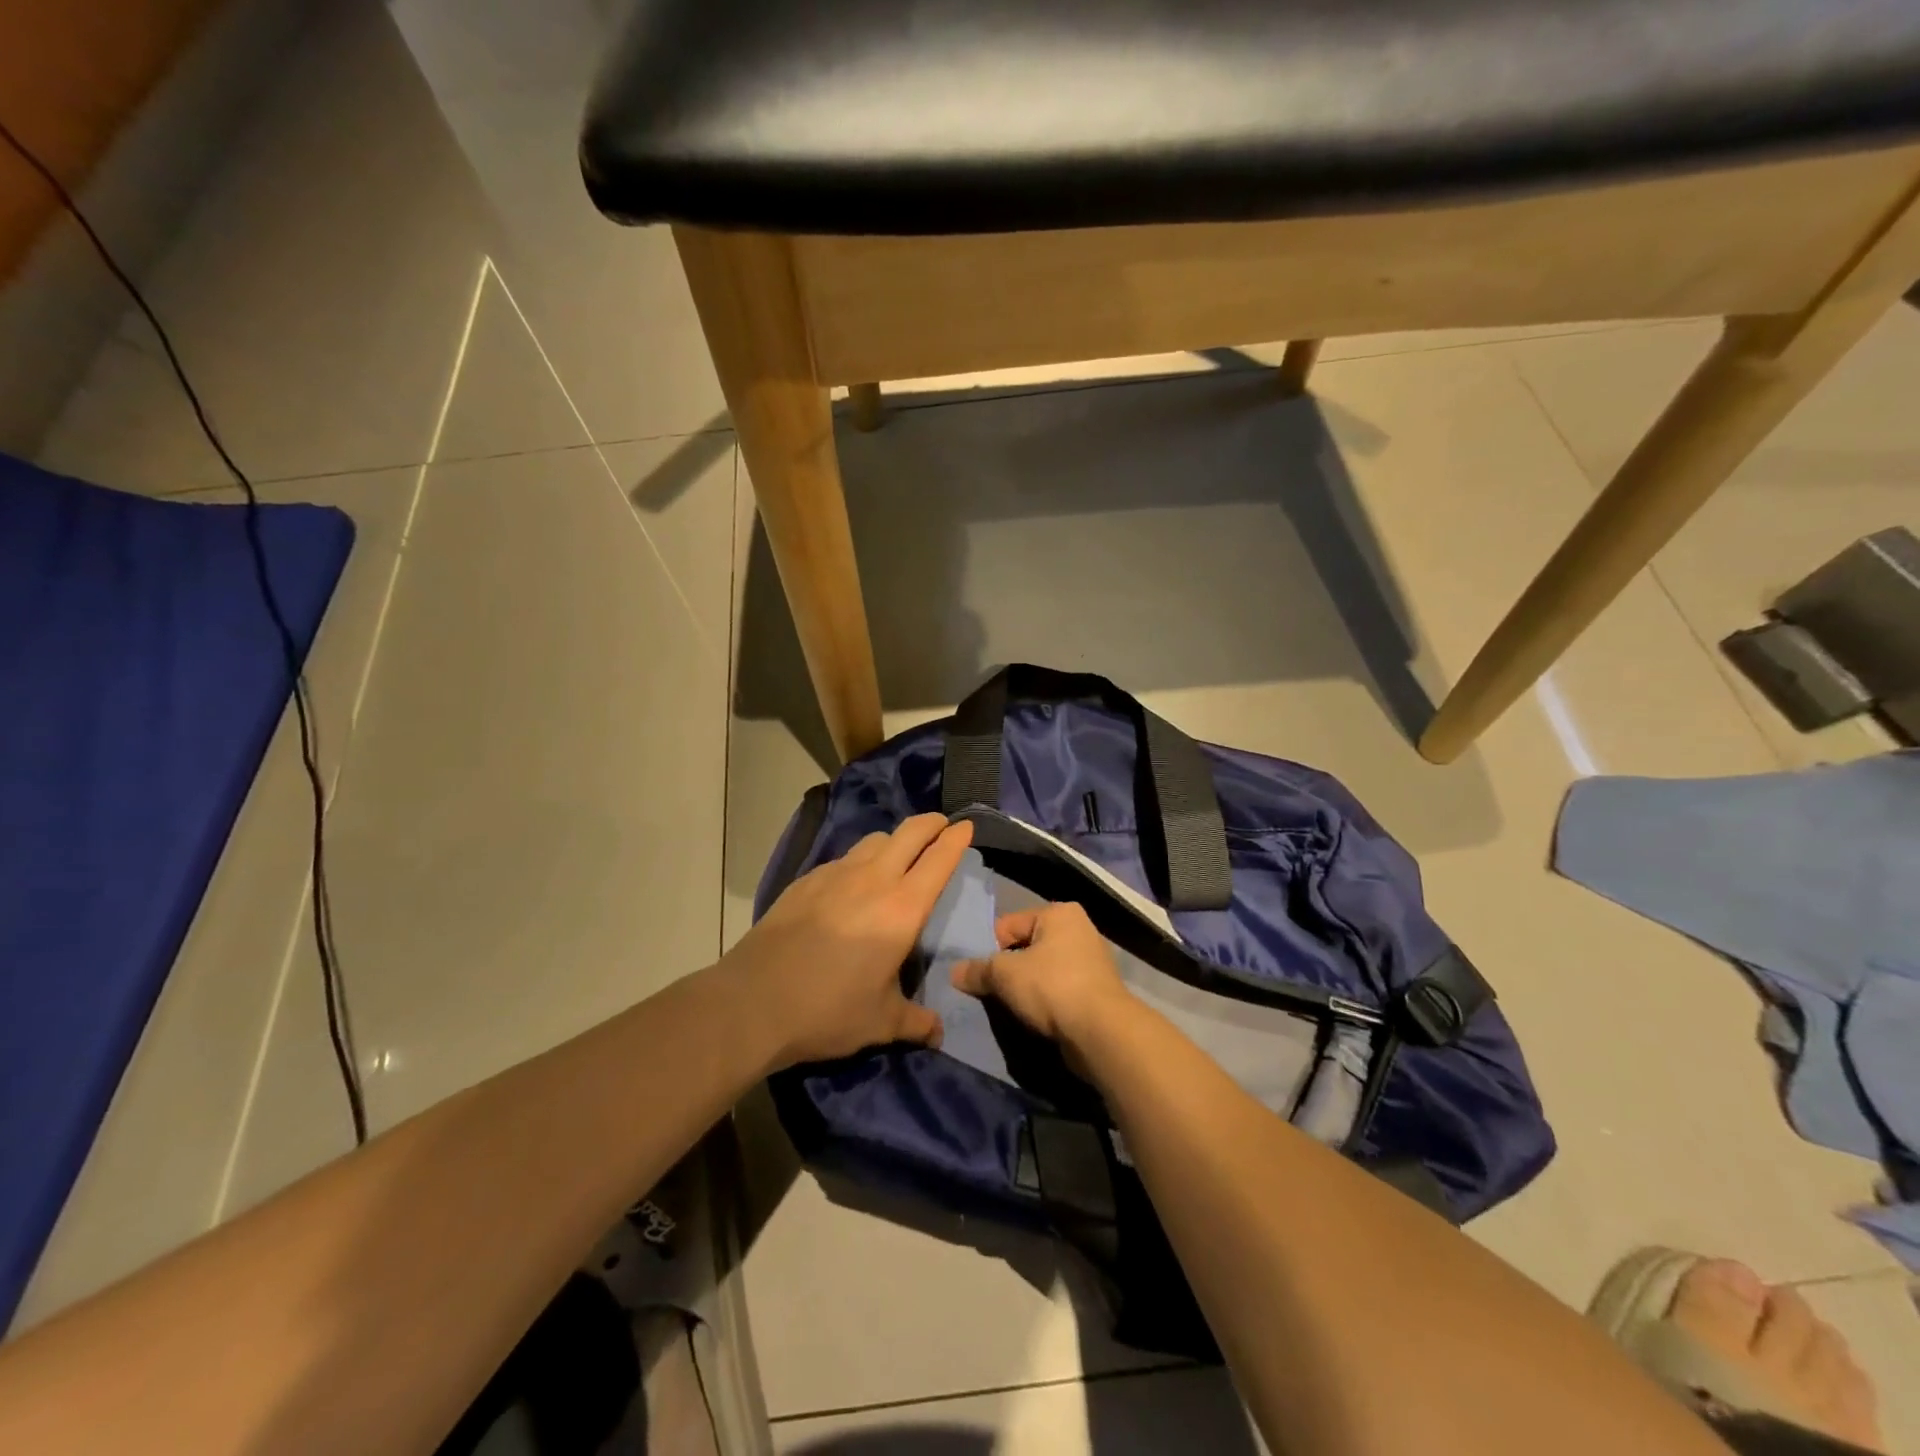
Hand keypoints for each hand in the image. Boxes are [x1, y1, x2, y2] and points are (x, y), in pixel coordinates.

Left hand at [719, 813, 972, 1069]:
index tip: (966, 827)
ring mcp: (835, 875)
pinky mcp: (805, 881)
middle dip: (930, 823)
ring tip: (897, 855)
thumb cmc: (828, 1010)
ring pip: (874, 839)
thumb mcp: (880, 1022)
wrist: (753, 1000)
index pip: (938, 860)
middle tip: (940, 825)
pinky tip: (851, 884)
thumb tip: (938, 1032)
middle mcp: (872, 880)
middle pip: (909, 833)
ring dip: (894, 840)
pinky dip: (859, 860)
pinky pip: (843, 858)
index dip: (955, 840)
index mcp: (901, 909)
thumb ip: (915, 1022)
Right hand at [950, 902, 1133, 1051]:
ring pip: (1042, 971)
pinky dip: (1046, 1002)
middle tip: (995, 993)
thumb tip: (954, 972)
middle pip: (1026, 947)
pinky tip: (1037, 1018)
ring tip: (1015, 1008)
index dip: (990, 950)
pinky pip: (1059, 991)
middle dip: (1009, 970)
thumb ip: (977, 971)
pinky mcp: (1097, 992)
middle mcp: (1079, 929)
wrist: (1101, 1032)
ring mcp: (1091, 961)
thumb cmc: (1051, 987)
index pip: (1009, 925)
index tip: (982, 976)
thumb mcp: (1004, 975)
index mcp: (1059, 913)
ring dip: (1027, 988)